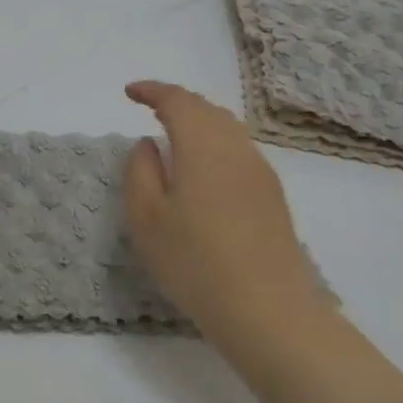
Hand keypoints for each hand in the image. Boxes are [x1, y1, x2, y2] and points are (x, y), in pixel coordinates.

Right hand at [122, 80, 316, 337]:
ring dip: (199, 120)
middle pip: (207, 109)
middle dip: (177, 101)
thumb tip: (149, 144)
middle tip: (150, 107)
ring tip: (175, 132)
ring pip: (228, 127)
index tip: (129, 93)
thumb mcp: (146, 219)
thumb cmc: (195, 263)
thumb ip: (140, 171)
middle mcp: (236, 149)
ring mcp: (260, 172)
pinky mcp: (273, 196)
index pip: (178, 101)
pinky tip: (204, 165)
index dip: (152, 91)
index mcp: (203, 148)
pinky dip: (216, 141)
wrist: (268, 311)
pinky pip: (240, 149)